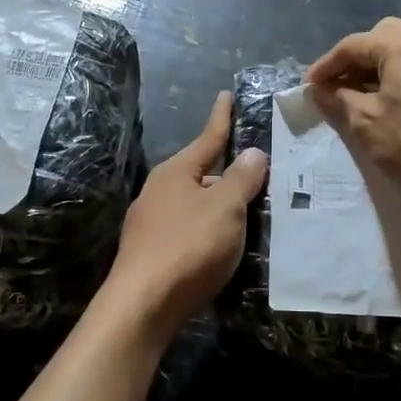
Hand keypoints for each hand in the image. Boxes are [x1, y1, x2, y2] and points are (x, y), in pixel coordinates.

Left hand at [104, 91, 267, 330]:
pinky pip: (188, 229)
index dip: (222, 118)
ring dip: (218, 204)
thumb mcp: (225, 208)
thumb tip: (253, 153)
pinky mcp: (152, 252)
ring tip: (247, 209)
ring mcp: (151, 223)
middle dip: (226, 171)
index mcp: (176, 173)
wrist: (142, 304)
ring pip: (194, 204)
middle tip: (258, 172)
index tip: (227, 95)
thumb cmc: (188, 246)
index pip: (207, 138)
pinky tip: (221, 243)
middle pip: (200, 173)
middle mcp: (159, 191)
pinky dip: (208, 229)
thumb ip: (242, 179)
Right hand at [307, 18, 400, 204]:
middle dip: (360, 56)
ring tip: (374, 91)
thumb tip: (320, 90)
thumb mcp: (365, 122)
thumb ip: (339, 99)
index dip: (326, 65)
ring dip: (390, 64)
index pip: (354, 45)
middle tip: (341, 83)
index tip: (310, 85)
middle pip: (387, 36)